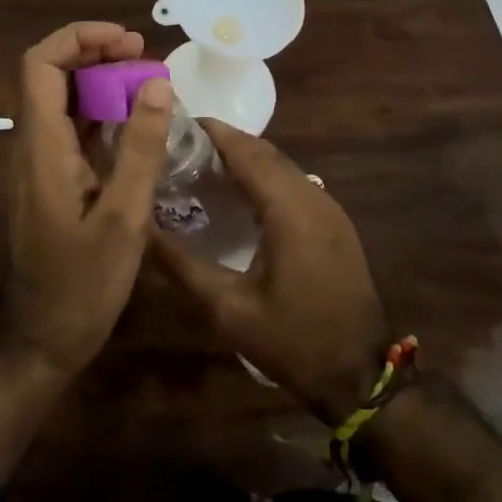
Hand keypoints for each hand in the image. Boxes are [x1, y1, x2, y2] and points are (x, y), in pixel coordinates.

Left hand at [0, 22, 174, 473]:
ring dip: (100, 82)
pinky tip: (135, 120)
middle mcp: (33, 145)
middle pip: (52, 75)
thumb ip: (139, 148)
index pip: (41, 65)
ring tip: (148, 81)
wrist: (43, 338)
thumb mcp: (123, 218)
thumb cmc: (83, 285)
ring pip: (63, 100)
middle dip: (96, 55)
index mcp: (42, 147)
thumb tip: (156, 83)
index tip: (128, 41)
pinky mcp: (52, 180)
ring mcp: (40, 163)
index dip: (80, 40)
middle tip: (145, 58)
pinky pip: (72, 128)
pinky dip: (101, 112)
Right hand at [148, 120, 389, 423]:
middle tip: (179, 146)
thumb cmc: (292, 342)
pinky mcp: (334, 222)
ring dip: (244, 156)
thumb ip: (182, 264)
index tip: (175, 124)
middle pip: (264, 151)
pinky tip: (238, 193)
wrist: (360, 377)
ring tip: (201, 164)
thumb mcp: (228, 309)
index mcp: (289, 209)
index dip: (211, 132)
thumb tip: (141, 229)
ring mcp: (329, 208)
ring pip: (281, 164)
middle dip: (223, 141)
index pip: (246, 151)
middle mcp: (312, 197)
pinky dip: (263, 174)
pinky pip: (293, 182)